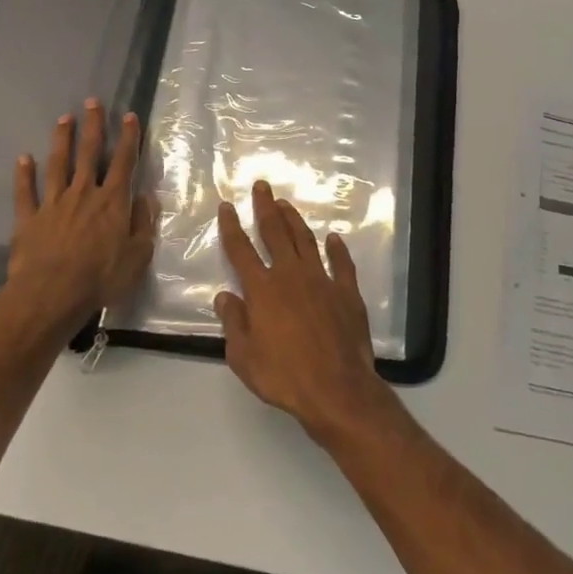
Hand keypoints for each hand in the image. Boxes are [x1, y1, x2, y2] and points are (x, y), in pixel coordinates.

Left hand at [0, 100, 156, 340]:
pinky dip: (24, 174)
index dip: (128, 137)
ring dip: (62, 140)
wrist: (52, 294)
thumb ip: (144, 223)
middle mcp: (84, 193)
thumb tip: (147, 197)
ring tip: (64, 119)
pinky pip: (26, 192)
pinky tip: (24, 158)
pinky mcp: (29, 218)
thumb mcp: (138, 255)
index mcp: (113, 201)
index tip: (129, 116)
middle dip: (93, 126)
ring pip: (58, 164)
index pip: (123, 161)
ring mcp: (54, 203)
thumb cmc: (102, 277)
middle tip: (92, 102)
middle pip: (89, 153)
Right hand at [214, 180, 391, 440]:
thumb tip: (225, 295)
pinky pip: (341, 263)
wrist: (336, 388)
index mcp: (263, 290)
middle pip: (275, 233)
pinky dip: (337, 249)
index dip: (231, 227)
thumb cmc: (284, 376)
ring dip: (295, 220)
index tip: (227, 206)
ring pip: (305, 241)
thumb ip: (234, 323)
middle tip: (262, 185)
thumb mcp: (244, 357)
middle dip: (266, 208)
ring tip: (287, 203)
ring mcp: (322, 280)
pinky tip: (333, 238)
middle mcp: (291, 276)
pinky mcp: (347, 292)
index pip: (241, 251)